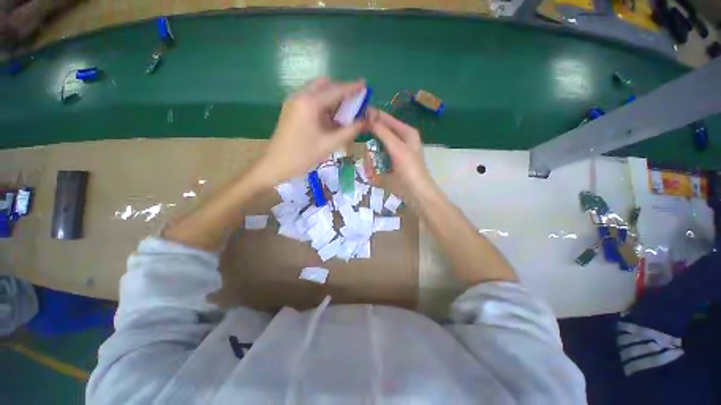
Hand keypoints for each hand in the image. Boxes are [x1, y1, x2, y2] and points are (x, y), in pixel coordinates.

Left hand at [255, 77, 366, 184]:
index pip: (336, 90)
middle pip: (324, 85)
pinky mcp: (291, 109)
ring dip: (331, 97)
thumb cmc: (303, 155)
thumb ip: (349, 131)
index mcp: (310, 103)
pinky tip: (329, 118)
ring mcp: (293, 101)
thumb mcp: (329, 144)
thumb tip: (365, 122)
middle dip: (340, 90)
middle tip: (353, 102)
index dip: (352, 87)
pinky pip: (310, 99)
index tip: (365, 85)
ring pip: (316, 91)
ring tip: (343, 112)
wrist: (276, 164)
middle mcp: (300, 96)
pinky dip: (322, 104)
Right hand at [367, 108, 433, 196]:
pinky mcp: (391, 164)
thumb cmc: (410, 169)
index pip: (387, 119)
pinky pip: (378, 159)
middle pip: (381, 133)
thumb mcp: (397, 148)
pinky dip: (373, 164)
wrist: (417, 193)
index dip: (373, 115)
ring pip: (378, 147)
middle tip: (360, 142)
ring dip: (371, 155)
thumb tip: (370, 116)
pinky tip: (371, 171)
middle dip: (371, 138)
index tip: (358, 113)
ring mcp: (395, 153)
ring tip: (368, 164)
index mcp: (406, 132)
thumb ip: (384, 132)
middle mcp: (401, 140)